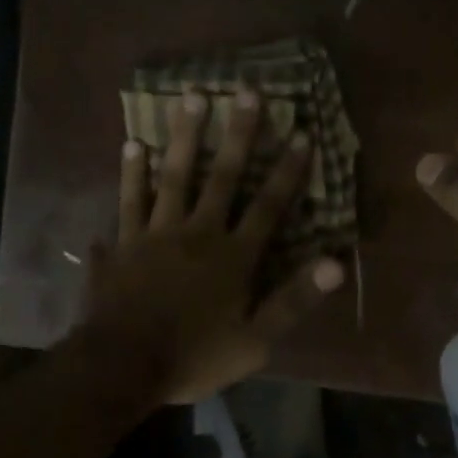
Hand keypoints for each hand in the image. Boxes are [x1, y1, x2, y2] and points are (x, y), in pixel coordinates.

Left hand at [83, 91, 344, 404]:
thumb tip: (337, 264)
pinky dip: (130, 174)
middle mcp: (197, 233)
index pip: (269, 206)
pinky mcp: (123, 242)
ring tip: (190, 97)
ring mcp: (156, 233)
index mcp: (233, 256)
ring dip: (185, 136)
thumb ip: (294, 300)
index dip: (288, 170)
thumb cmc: (193, 357)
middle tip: (247, 91)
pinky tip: (132, 144)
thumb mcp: (255, 342)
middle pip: (223, 177)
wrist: (121, 367)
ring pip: (173, 176)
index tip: (302, 133)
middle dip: (239, 134)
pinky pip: (128, 201)